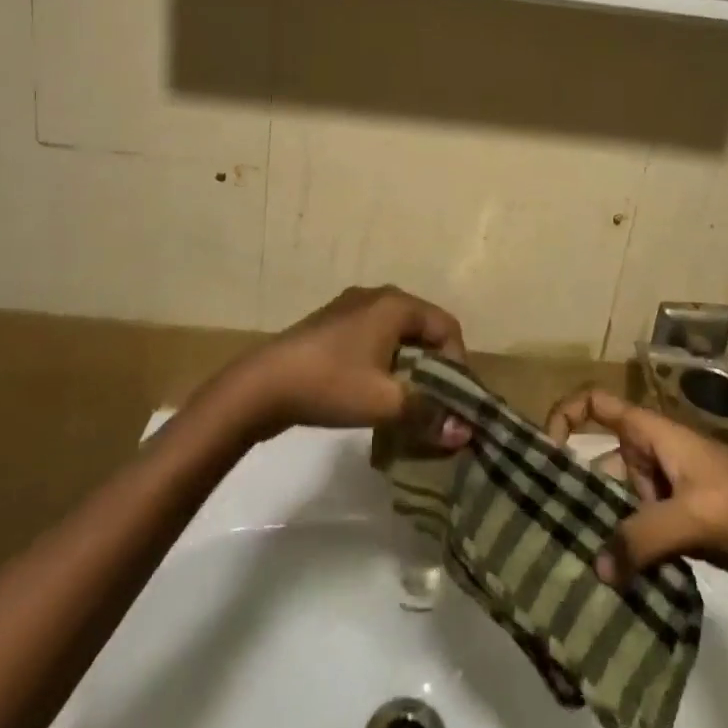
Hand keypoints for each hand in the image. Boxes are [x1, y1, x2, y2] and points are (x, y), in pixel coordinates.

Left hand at [226, 286, 471, 445]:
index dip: (457, 363)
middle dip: (433, 366)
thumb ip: (428, 414)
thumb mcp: (384, 403)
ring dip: (408, 365)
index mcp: (396, 304)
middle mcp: (378, 295)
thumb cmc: (330, 384)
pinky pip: (373, 337)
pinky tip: (373, 391)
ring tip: (405, 402)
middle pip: (423, 328)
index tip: (452, 401)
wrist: (261, 385)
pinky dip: (384, 361)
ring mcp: (351, 306)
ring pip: (397, 334)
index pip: (447, 326)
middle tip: (433, 403)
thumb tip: (465, 432)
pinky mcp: (332, 323)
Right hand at [545, 387, 727, 586]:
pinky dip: (624, 552)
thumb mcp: (695, 513)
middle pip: (601, 463)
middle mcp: (652, 457)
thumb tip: (596, 566)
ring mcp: (665, 493)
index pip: (598, 405)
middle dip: (576, 489)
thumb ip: (645, 535)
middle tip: (544, 526)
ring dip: (601, 529)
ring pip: (618, 504)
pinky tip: (607, 582)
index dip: (566, 415)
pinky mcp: (678, 527)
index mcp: (653, 433)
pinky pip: (638, 534)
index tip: (544, 450)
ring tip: (569, 562)